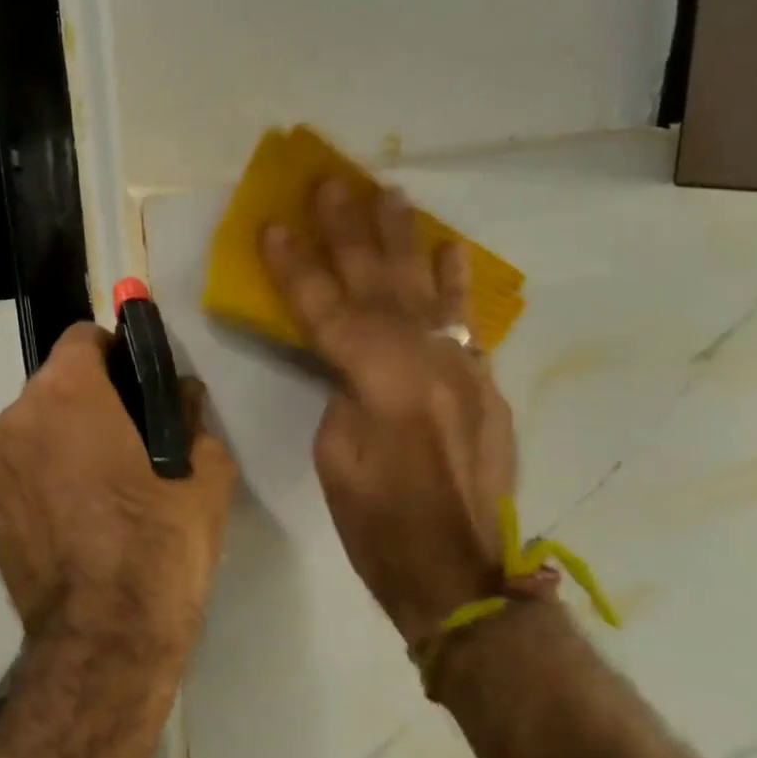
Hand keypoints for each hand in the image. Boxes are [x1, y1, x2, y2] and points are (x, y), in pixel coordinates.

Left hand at [0, 323, 237, 666]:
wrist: (105, 638)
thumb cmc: (159, 543)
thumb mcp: (205, 476)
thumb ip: (193, 420)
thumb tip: (182, 399)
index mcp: (66, 395)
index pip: (83, 338)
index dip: (116, 352)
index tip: (139, 384)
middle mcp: (17, 421)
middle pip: (56, 385)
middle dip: (91, 399)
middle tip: (132, 439)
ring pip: (35, 431)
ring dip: (65, 441)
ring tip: (104, 487)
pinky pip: (21, 475)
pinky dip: (45, 480)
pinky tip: (78, 521)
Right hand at [262, 179, 534, 648]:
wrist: (461, 575)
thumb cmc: (379, 528)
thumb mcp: (335, 459)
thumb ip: (342, 395)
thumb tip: (349, 366)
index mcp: (380, 382)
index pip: (327, 310)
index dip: (296, 267)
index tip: (274, 224)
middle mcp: (427, 362)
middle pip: (379, 285)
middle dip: (350, 231)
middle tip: (331, 182)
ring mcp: (463, 370)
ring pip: (426, 291)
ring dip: (405, 241)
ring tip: (392, 194)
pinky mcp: (483, 386)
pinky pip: (466, 323)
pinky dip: (456, 285)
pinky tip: (448, 251)